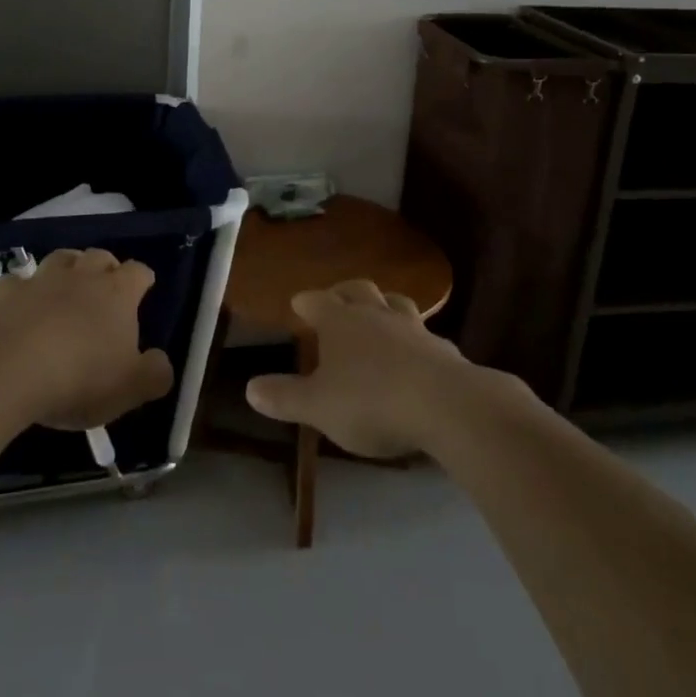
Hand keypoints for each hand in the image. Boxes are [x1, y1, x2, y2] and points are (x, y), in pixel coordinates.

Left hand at [0, 248, 174, 429]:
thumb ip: (155, 373)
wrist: (6, 369)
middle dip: (105, 268)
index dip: (142, 280)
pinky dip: (22, 291)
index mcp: (118, 293)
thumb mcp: (131, 387)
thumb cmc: (79, 378)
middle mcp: (82, 276)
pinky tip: (20, 308)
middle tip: (105, 291)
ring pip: (61, 258)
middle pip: (100, 256)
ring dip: (67, 269)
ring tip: (66, 288)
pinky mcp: (4, 292)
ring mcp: (41, 279)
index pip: (139, 271)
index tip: (143, 292)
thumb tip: (161, 362)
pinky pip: (17, 282)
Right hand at [245, 279, 482, 457]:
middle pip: (359, 290)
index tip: (299, 302)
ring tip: (380, 315)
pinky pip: (424, 336)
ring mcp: (414, 328)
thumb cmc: (371, 401)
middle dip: (345, 291)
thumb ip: (285, 397)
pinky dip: (414, 340)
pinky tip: (416, 355)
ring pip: (396, 304)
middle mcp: (376, 315)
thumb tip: (249, 387)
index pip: (318, 301)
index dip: (307, 302)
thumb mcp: (318, 407)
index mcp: (341, 321)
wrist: (446, 406)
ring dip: (384, 306)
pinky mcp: (443, 350)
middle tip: (337, 297)